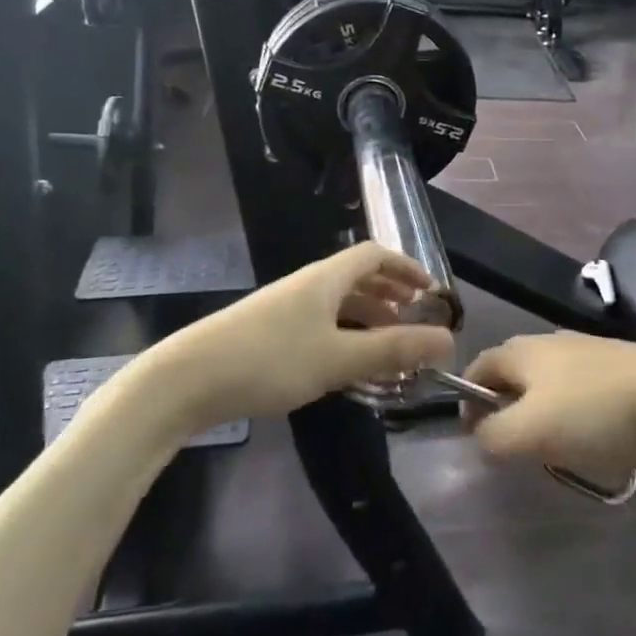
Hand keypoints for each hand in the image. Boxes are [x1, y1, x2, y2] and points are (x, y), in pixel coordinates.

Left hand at [157, 242, 453, 426]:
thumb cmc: (269, 360)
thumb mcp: (338, 357)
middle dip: (389, 295)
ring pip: (337, 303)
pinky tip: (344, 365)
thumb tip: (448, 339)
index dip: (405, 266)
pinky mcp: (267, 332)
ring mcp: (284, 308)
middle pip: (356, 277)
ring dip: (367, 318)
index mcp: (325, 278)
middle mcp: (306, 285)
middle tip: (413, 320)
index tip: (429, 290)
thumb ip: (393, 349)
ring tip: (387, 346)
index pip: (374, 255)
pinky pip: (319, 323)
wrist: (187, 380)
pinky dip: (343, 335)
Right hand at [463, 333, 635, 472]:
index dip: (467, 401)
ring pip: (548, 386)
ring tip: (557, 450)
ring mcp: (586, 351)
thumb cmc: (593, 411)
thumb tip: (481, 434)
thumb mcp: (531, 431)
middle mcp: (548, 342)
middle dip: (508, 411)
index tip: (475, 437)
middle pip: (513, 376)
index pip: (478, 368)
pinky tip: (595, 440)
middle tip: (517, 449)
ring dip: (543, 417)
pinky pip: (581, 393)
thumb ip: (493, 436)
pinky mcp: (616, 367)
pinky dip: (576, 416)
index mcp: (521, 350)